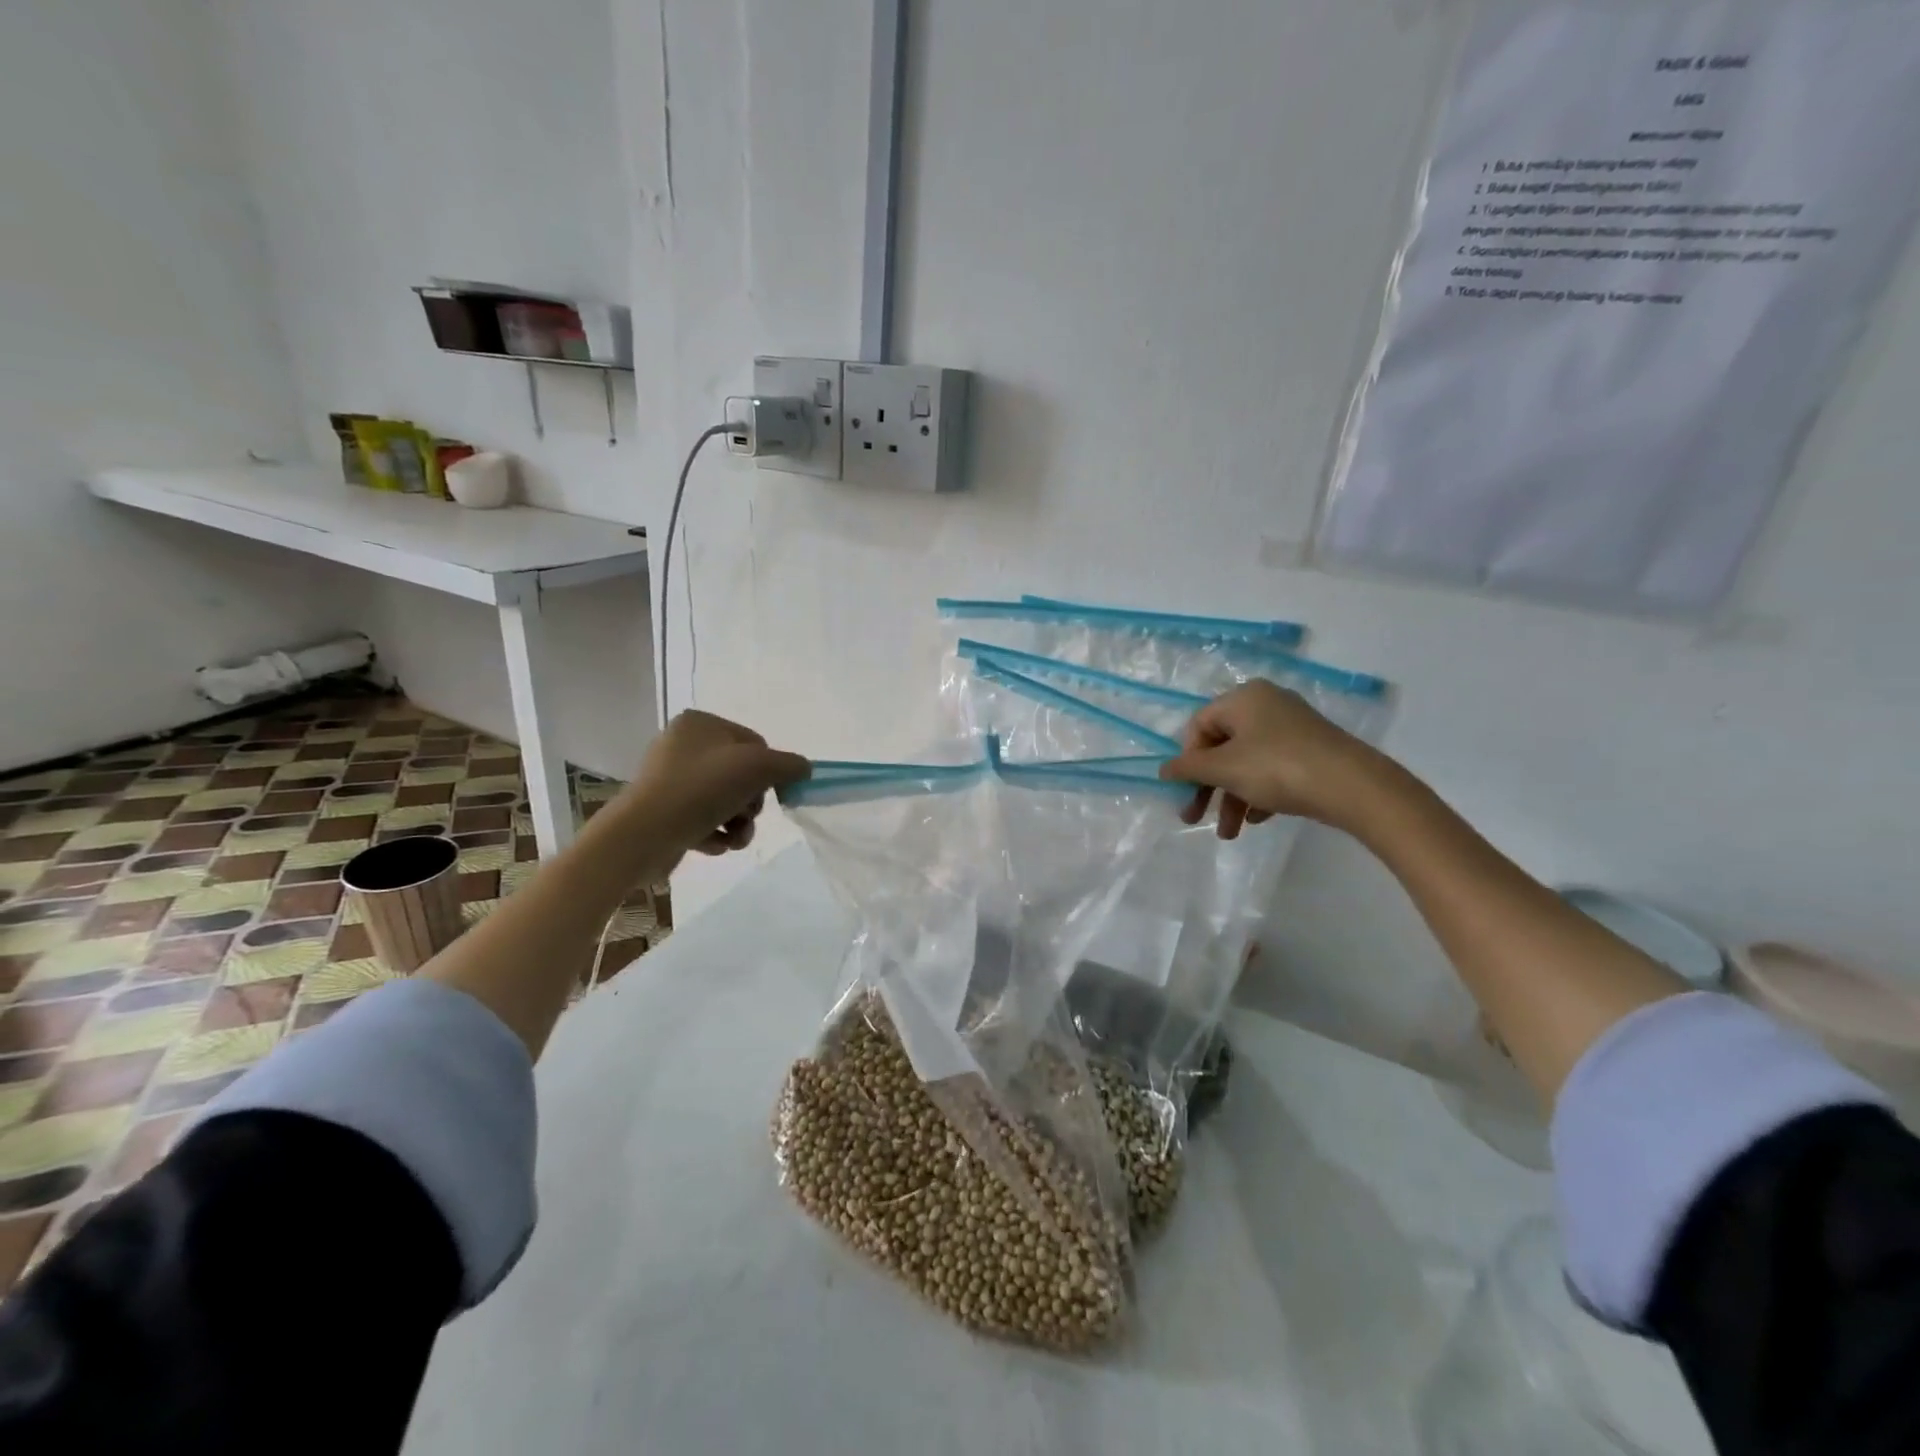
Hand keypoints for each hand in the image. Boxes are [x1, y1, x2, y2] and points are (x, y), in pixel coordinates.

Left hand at [620, 710, 809, 861]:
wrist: (643, 835)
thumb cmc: (701, 790)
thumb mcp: (758, 768)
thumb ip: (789, 765)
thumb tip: (804, 769)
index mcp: (700, 723)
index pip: (755, 743)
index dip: (768, 771)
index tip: (770, 794)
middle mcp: (682, 745)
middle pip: (741, 774)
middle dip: (751, 803)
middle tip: (747, 817)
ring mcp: (670, 779)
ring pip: (725, 800)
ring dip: (739, 823)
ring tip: (734, 839)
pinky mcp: (663, 811)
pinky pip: (703, 819)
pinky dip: (715, 833)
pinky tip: (712, 845)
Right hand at [1159, 680, 1386, 838]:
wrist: (1354, 786)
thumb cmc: (1277, 768)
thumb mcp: (1224, 769)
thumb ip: (1188, 768)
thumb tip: (1162, 769)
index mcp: (1243, 698)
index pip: (1199, 726)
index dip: (1188, 760)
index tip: (1186, 791)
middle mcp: (1266, 705)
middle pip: (1222, 747)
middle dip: (1208, 787)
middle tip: (1195, 819)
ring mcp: (1292, 728)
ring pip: (1247, 763)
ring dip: (1232, 798)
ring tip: (1230, 833)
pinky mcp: (1311, 750)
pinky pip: (1272, 769)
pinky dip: (1259, 793)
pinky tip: (1257, 819)